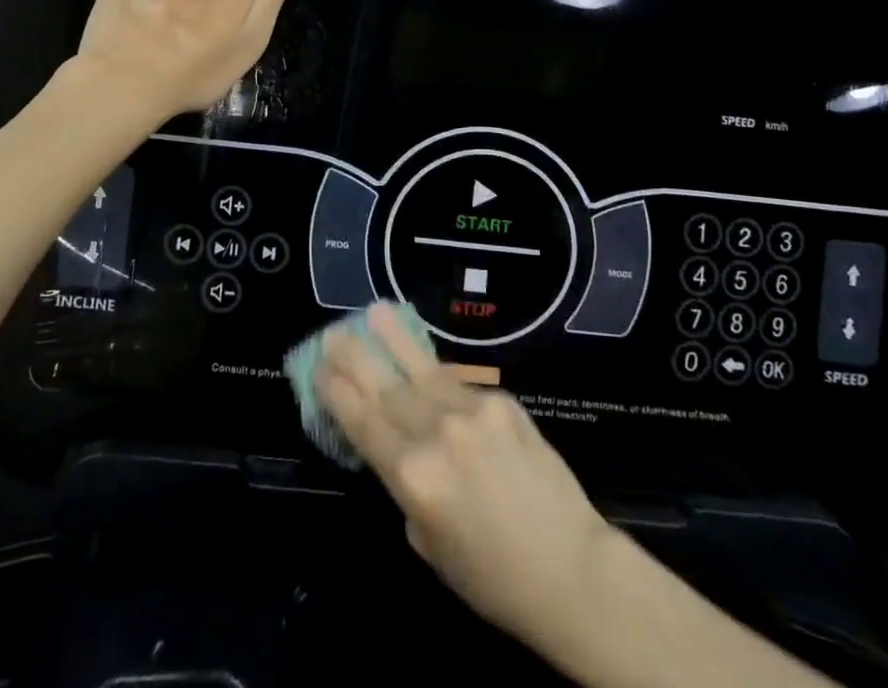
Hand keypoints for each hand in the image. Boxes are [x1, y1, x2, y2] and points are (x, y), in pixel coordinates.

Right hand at [316, 304, 619, 650]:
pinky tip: (425, 365)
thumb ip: (409, 488)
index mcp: (413, 475)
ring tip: (375, 312)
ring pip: (421, 370)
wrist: (569, 567)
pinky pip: (459, 386)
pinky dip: (439, 378)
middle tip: (334, 333)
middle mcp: (436, 433)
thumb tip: (403, 449)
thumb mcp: (428, 542)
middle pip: (385, 387)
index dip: (337, 393)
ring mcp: (471, 411)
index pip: (363, 422)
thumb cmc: (492, 576)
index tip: (318, 369)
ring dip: (394, 340)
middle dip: (355, 358)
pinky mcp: (501, 400)